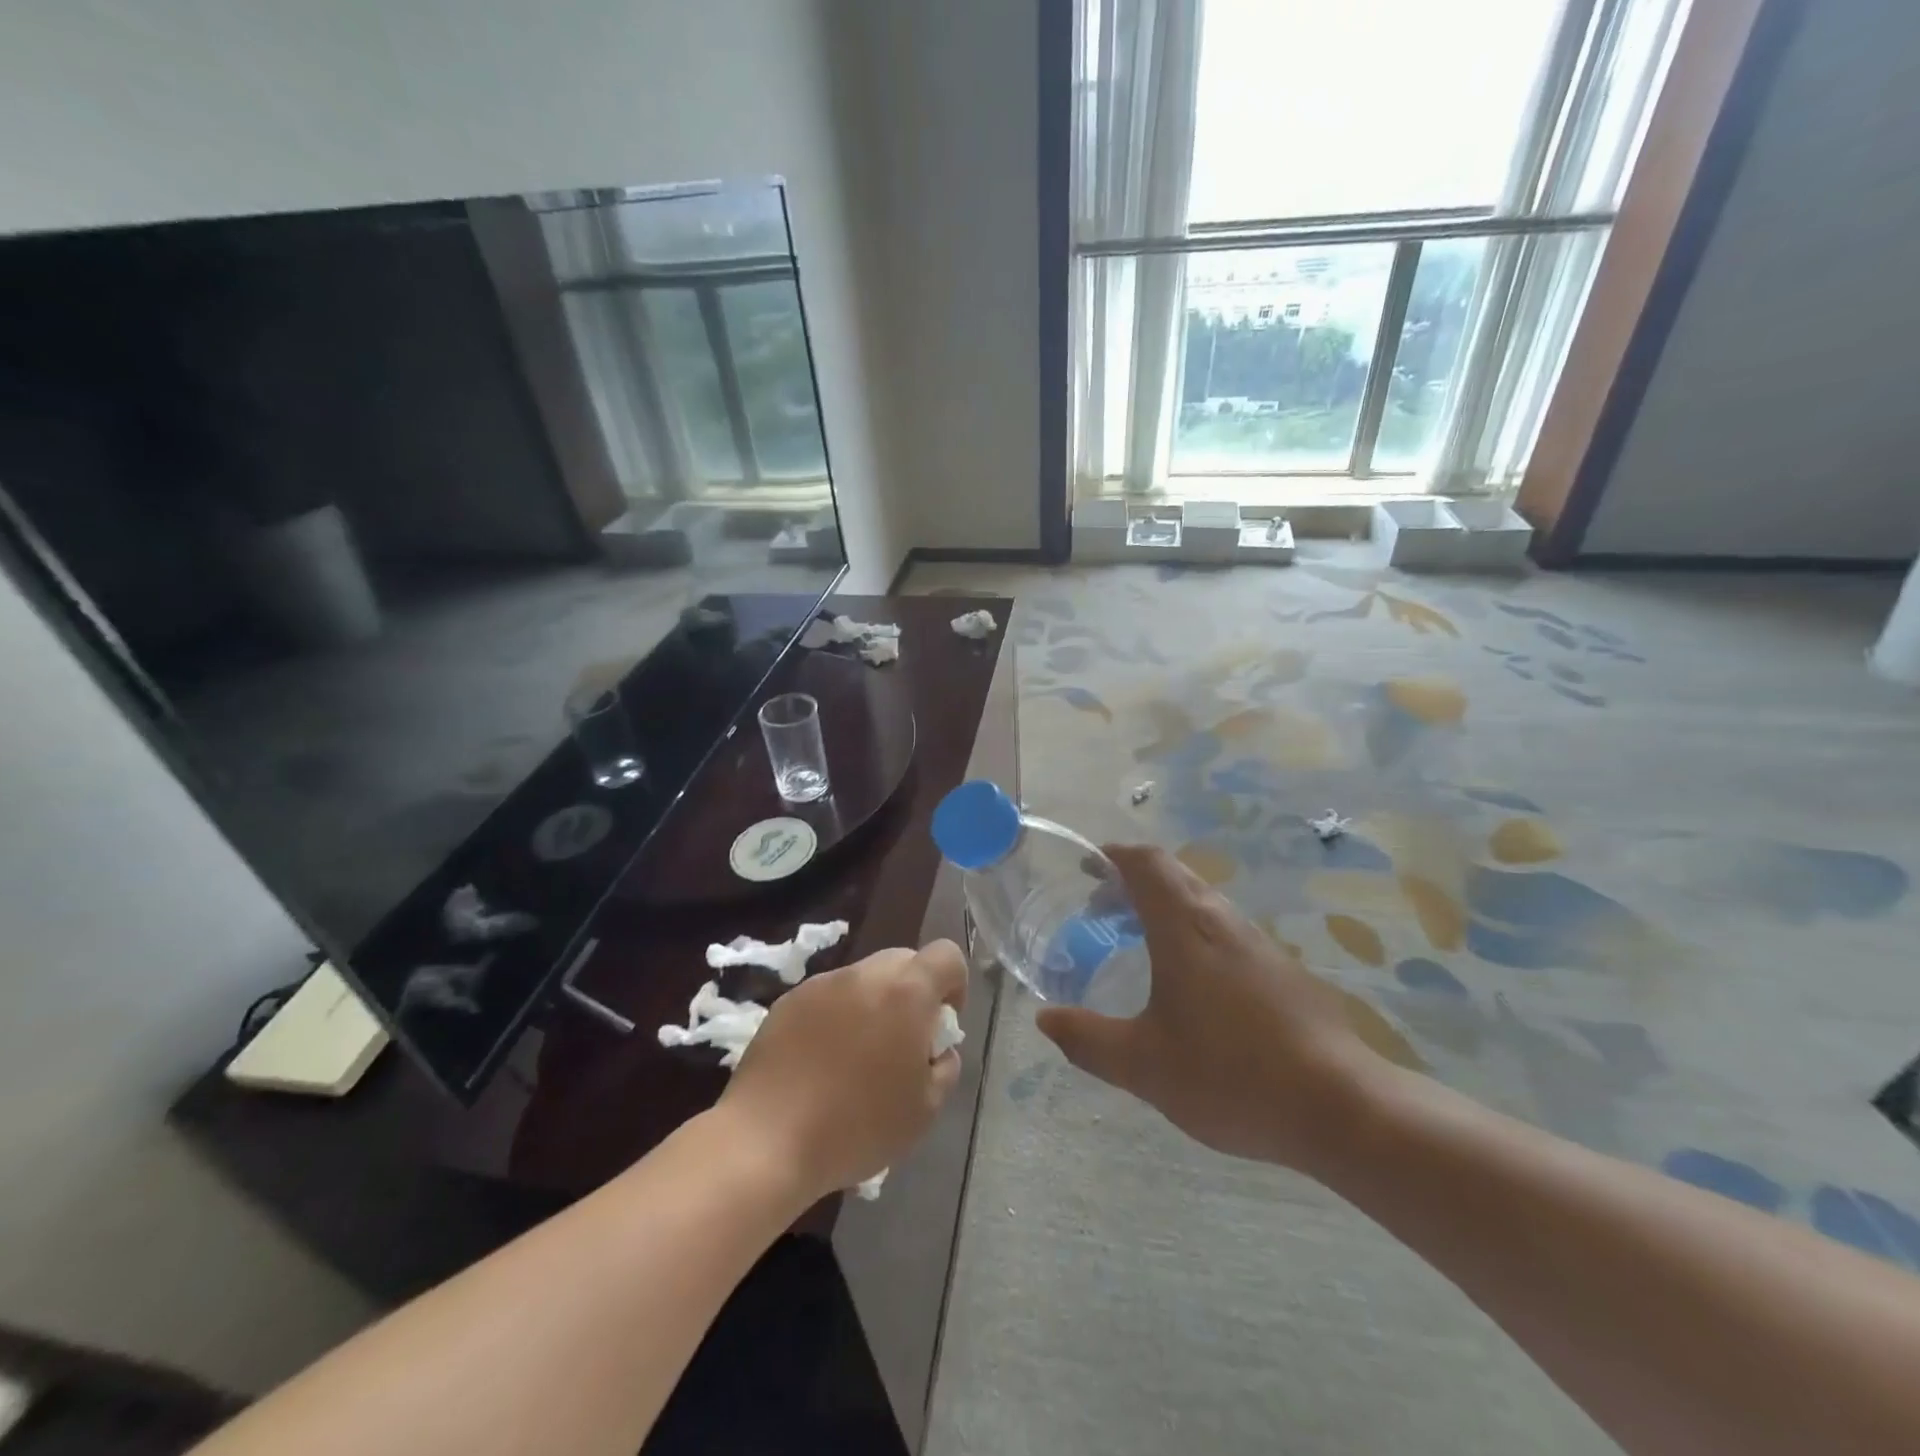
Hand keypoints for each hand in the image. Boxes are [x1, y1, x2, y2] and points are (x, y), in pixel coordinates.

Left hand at [721, 940, 967, 1200]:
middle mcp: (865, 974)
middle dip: (913, 992)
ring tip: (857, 1056)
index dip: (954, 984)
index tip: (941, 1025)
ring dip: (873, 1003)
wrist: (767, 1140)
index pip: (947, 955)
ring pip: (864, 978)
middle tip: (902, 1042)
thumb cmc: (857, 1127)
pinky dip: (836, 1016)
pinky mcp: (788, 1000)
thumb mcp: (925, 1110)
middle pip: (904, 961)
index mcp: (907, 991)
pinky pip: (828, 996)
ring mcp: (822, 984)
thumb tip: (937, 1049)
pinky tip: (821, 1062)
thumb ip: (944, 1067)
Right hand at [1036, 845, 1385, 1172]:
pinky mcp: (1280, 969)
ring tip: (1135, 940)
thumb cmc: (1231, 1075)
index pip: (1146, 863)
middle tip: (1099, 907)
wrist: (1341, 1107)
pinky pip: (1223, 929)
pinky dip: (1190, 931)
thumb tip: (1045, 1019)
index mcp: (1185, 927)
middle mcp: (1222, 921)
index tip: (1087, 867)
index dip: (1115, 856)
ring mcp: (1258, 943)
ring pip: (1201, 901)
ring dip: (1162, 905)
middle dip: (1132, 879)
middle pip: (1174, 874)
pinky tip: (1187, 981)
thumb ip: (1088, 1039)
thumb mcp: (1143, 1065)